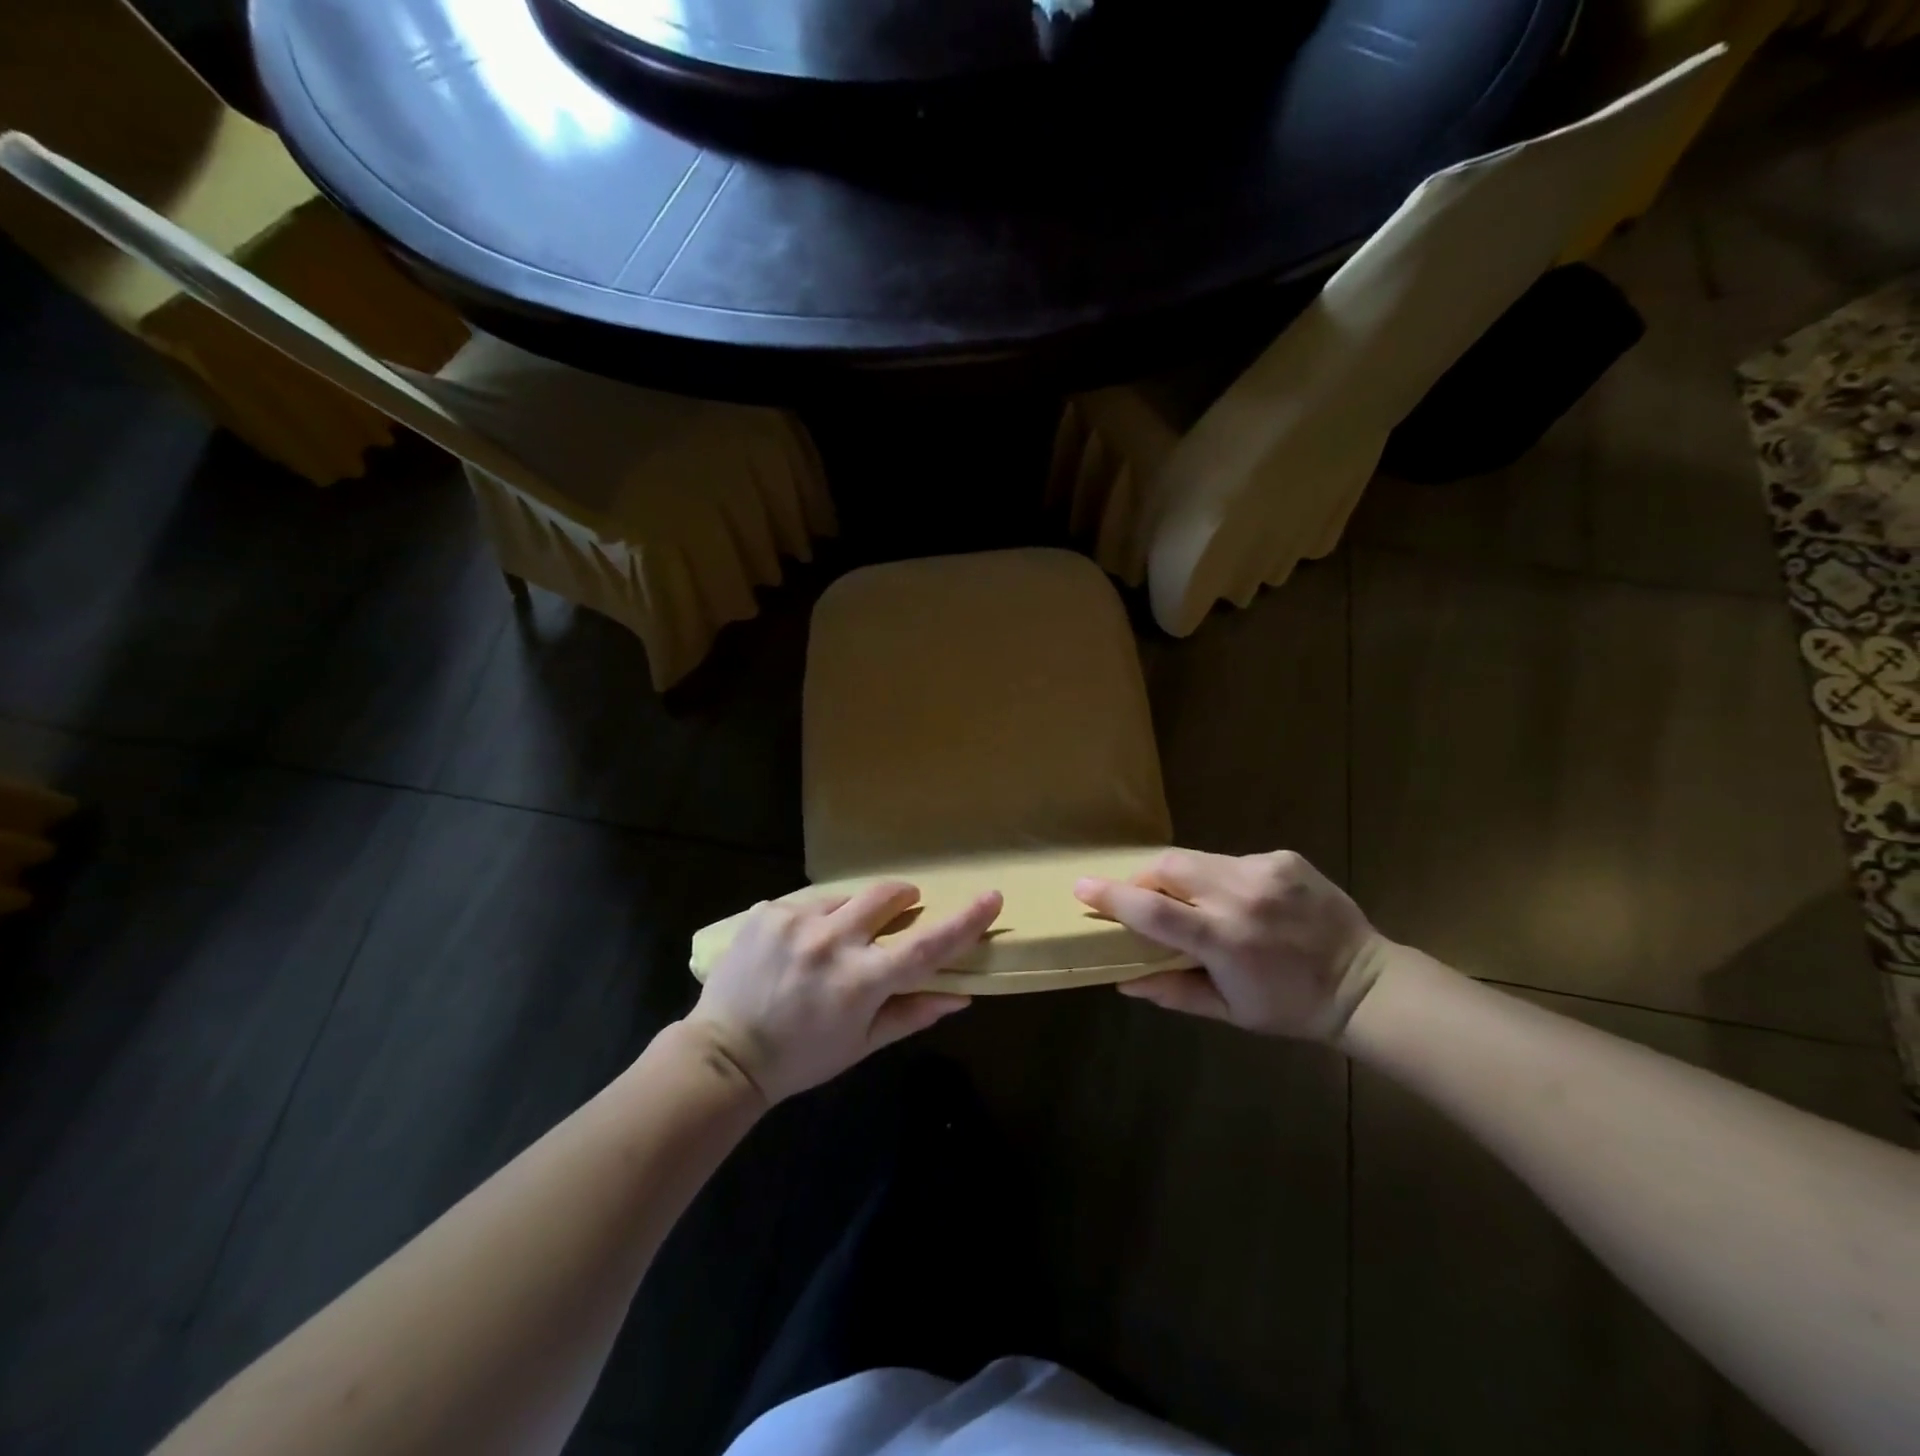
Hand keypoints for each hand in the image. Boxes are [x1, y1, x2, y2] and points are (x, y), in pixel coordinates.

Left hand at [686, 883, 1001, 1103]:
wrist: (724, 1055)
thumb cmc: (801, 1057)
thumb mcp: (861, 1044)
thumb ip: (912, 1013)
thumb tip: (962, 995)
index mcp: (861, 981)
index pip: (927, 945)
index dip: (965, 921)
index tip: (991, 897)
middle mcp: (832, 941)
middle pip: (887, 896)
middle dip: (903, 898)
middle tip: (903, 908)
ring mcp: (796, 921)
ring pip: (845, 897)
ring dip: (852, 913)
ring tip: (834, 942)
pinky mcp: (767, 911)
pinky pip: (806, 904)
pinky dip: (813, 920)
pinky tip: (797, 946)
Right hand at [1075, 849, 1385, 1040]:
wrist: (1365, 982)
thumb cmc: (1290, 1006)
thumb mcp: (1228, 1010)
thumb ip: (1172, 991)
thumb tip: (1122, 980)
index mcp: (1225, 939)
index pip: (1153, 909)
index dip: (1112, 897)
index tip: (1082, 887)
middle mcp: (1241, 895)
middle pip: (1169, 867)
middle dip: (1145, 879)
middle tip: (1142, 899)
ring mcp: (1265, 871)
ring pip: (1197, 858)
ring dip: (1182, 877)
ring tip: (1193, 903)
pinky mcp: (1283, 858)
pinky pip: (1230, 860)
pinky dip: (1219, 877)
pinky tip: (1239, 901)